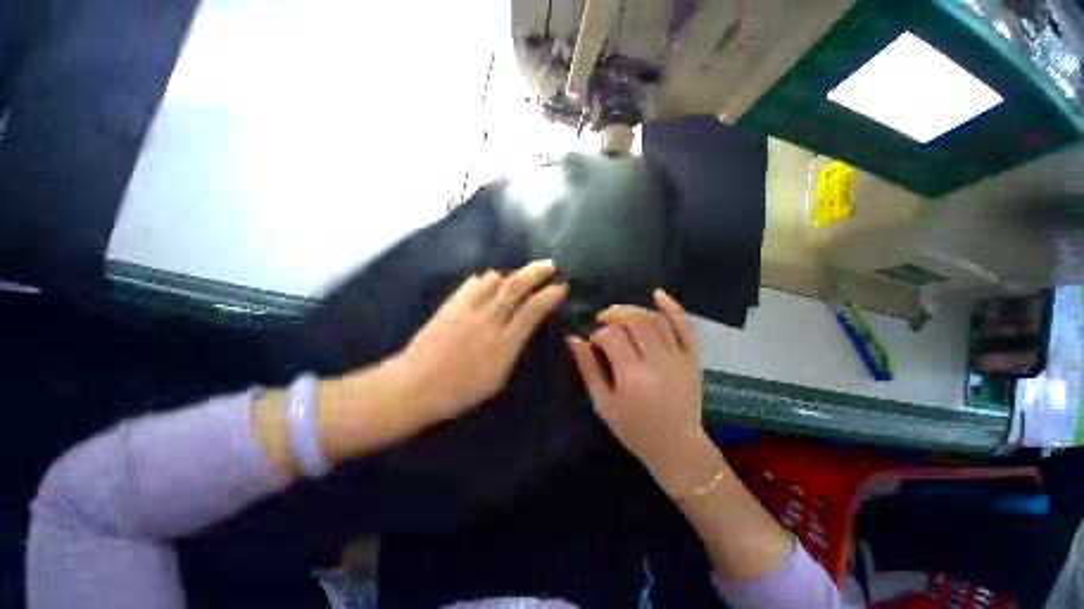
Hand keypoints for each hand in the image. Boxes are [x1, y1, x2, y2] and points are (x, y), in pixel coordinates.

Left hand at [391, 259, 567, 424]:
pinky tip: (489, 285)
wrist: (414, 385)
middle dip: (536, 271)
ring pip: (493, 278)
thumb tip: (524, 327)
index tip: (561, 286)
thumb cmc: (460, 390)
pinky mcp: (450, 304)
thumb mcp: (498, 378)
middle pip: (516, 286)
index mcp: (503, 344)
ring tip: (517, 278)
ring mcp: (466, 309)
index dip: (550, 295)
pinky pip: (473, 283)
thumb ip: (513, 348)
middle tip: (549, 265)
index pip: (532, 310)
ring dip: (510, 275)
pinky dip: (487, 280)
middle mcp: (487, 320)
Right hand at [566, 289, 710, 490]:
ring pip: (654, 319)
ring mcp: (678, 357)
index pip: (612, 337)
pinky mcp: (692, 358)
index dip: (598, 335)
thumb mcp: (603, 404)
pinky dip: (671, 307)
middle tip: (602, 321)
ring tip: (619, 314)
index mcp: (632, 376)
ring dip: (633, 311)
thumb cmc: (634, 429)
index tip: (593, 345)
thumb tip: (572, 340)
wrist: (677, 447)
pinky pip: (684, 326)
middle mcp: (657, 361)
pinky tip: (657, 294)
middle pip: (633, 322)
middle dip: (614, 315)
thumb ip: (588, 369)